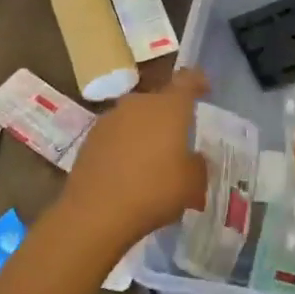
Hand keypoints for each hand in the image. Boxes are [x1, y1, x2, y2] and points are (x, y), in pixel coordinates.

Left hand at [61, 68, 209, 248]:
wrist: (95, 212)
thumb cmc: (154, 191)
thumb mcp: (193, 184)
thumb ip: (198, 165)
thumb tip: (193, 159)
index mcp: (169, 107)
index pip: (187, 80)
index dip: (198, 81)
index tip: (204, 88)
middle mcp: (139, 104)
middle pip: (159, 101)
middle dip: (169, 116)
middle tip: (178, 139)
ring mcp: (110, 119)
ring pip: (135, 118)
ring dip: (145, 131)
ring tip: (151, 159)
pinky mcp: (90, 138)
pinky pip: (116, 135)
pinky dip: (124, 146)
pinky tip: (127, 171)